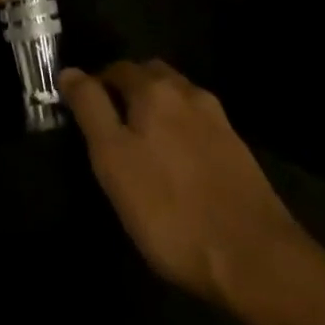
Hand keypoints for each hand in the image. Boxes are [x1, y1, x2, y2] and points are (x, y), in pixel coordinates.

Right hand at [62, 60, 310, 306]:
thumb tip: (69, 71)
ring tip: (144, 146)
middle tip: (112, 127)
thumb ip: (90, 109)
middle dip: (128, 91)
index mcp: (153, 89)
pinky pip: (197, 124)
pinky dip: (181, 131)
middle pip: (149, 76)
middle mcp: (186, 91)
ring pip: (176, 98)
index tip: (84, 113)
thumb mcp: (114, 161)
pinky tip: (178, 164)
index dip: (96, 85)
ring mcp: (217, 118)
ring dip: (157, 110)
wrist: (255, 256)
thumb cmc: (170, 209)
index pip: (116, 68)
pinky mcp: (236, 147)